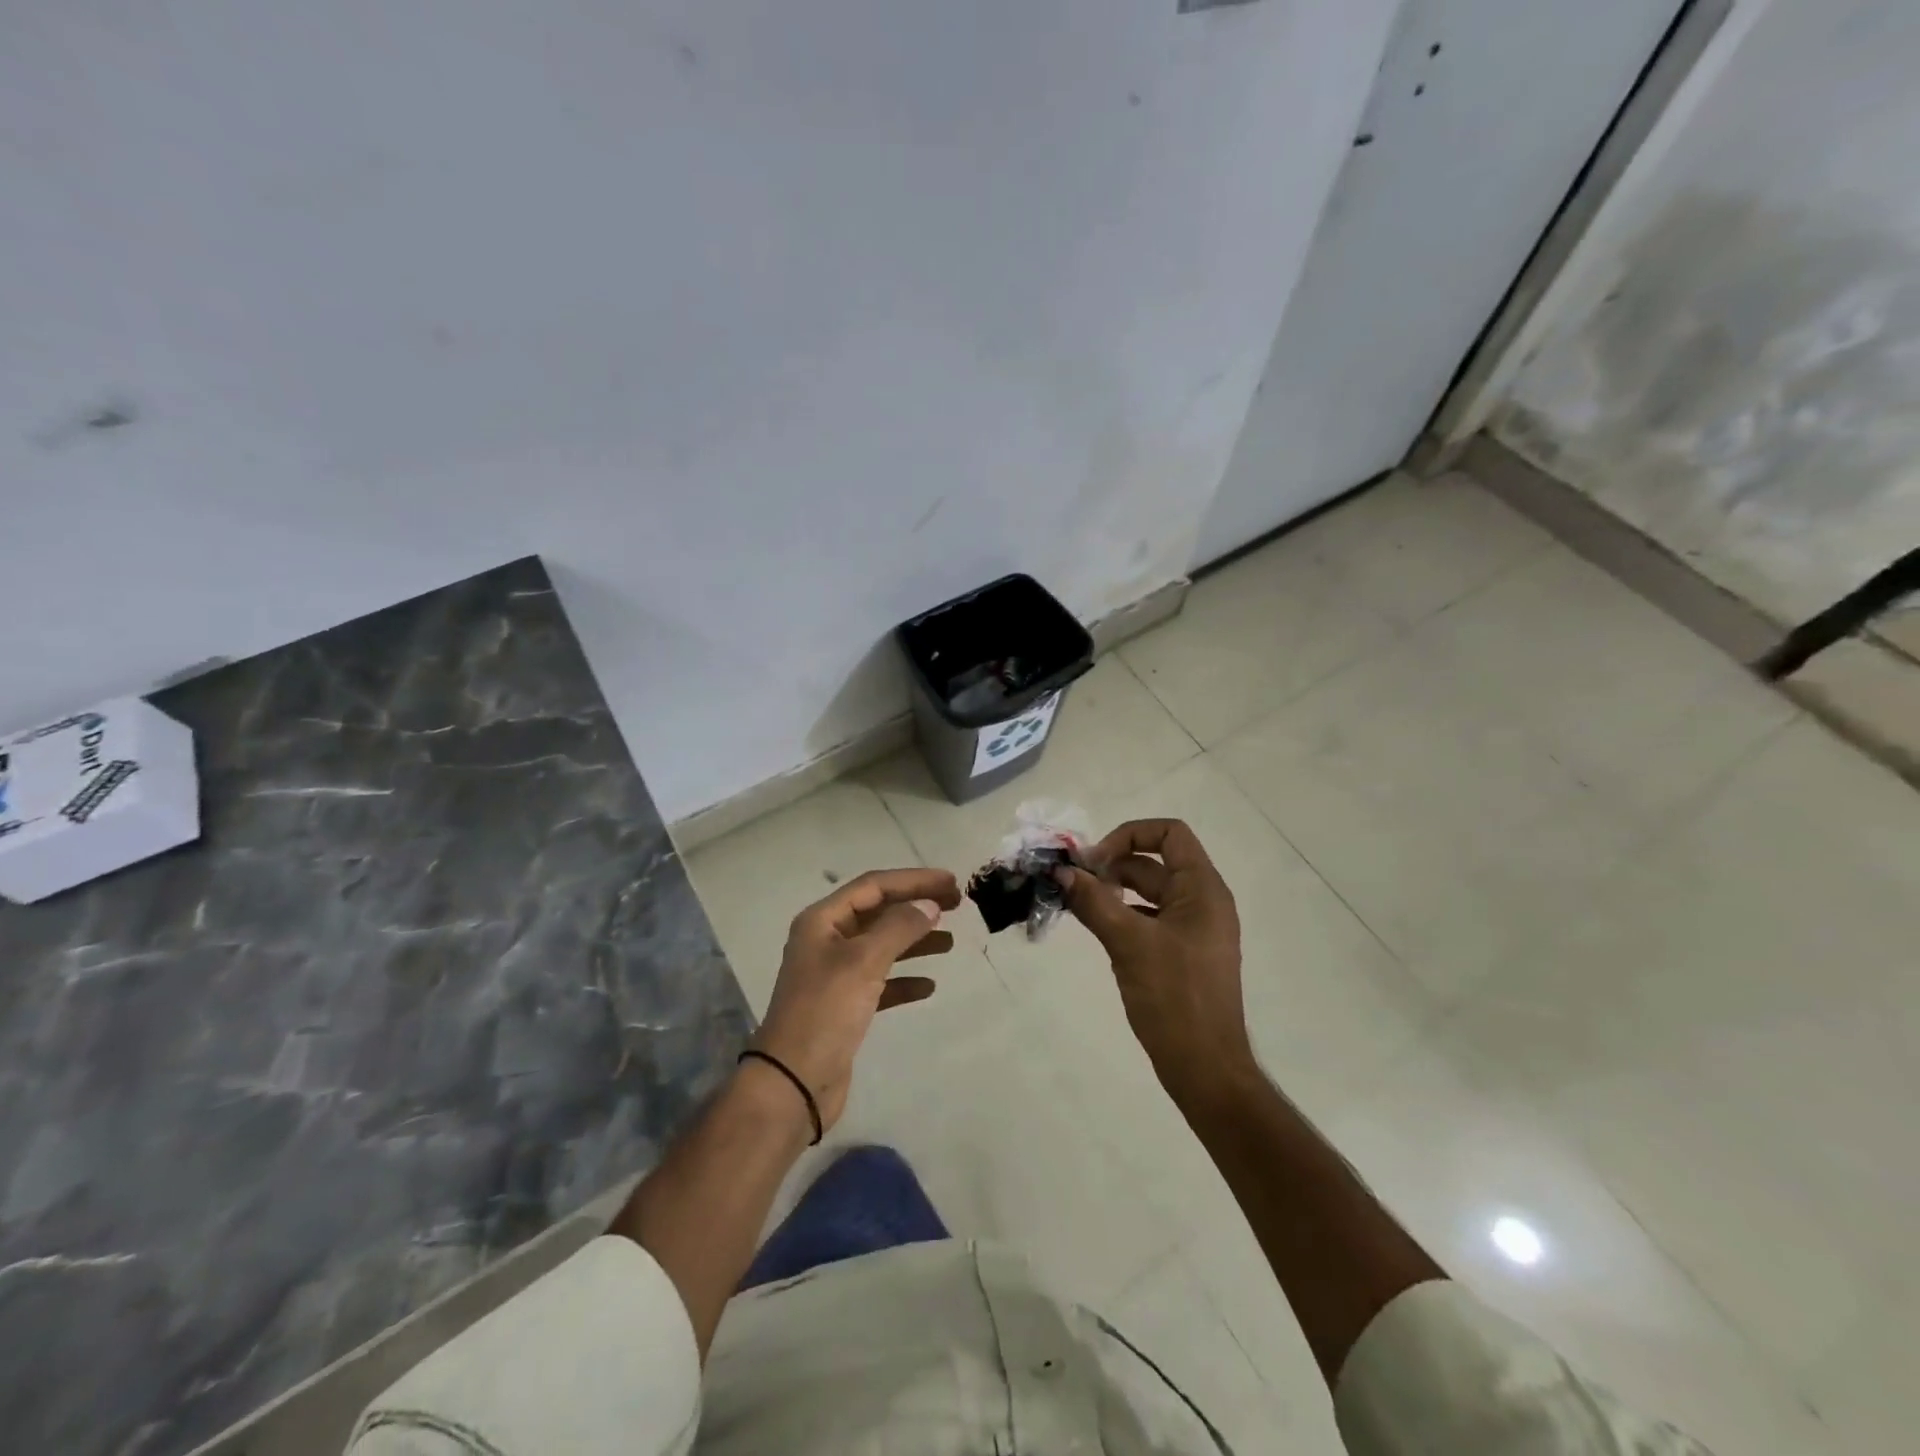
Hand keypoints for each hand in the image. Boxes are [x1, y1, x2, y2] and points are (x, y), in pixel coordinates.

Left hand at [752, 867, 961, 1131]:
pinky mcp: (845, 1006)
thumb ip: (899, 927)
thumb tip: (929, 905)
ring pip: (882, 945)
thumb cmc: (825, 1012)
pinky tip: (929, 986)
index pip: (874, 886)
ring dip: (915, 941)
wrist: (793, 1083)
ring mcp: (835, 974)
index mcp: (822, 920)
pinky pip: (881, 981)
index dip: (914, 880)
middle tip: (957, 905)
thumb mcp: (863, 962)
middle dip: (916, 906)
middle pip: (879, 912)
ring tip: (950, 942)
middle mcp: (827, 940)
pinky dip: (905, 979)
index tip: (951, 882)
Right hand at [1059, 819, 1255, 1105]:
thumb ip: (1093, 902)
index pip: (1170, 834)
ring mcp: (1192, 929)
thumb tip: (1060, 871)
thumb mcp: (1128, 942)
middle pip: (1153, 863)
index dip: (1130, 835)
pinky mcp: (1181, 953)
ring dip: (1112, 892)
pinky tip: (1095, 930)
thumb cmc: (1174, 997)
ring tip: (1077, 905)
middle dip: (1112, 866)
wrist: (1205, 1068)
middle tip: (1073, 884)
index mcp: (1202, 890)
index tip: (1096, 862)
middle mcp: (1202, 902)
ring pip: (1148, 893)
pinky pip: (1148, 920)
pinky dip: (1121, 916)